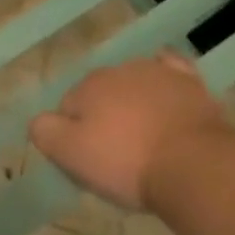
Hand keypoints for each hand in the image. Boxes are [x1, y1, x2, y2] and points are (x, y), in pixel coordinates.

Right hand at [30, 49, 234, 210]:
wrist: (195, 166)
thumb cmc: (127, 163)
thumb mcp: (71, 155)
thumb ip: (45, 132)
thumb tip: (39, 120)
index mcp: (87, 87)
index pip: (69, 108)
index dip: (75, 135)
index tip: (89, 162)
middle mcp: (118, 70)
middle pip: (101, 94)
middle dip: (105, 117)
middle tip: (117, 155)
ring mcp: (156, 72)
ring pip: (134, 83)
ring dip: (134, 103)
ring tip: (146, 138)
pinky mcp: (190, 82)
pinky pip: (171, 69)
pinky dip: (165, 79)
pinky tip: (168, 90)